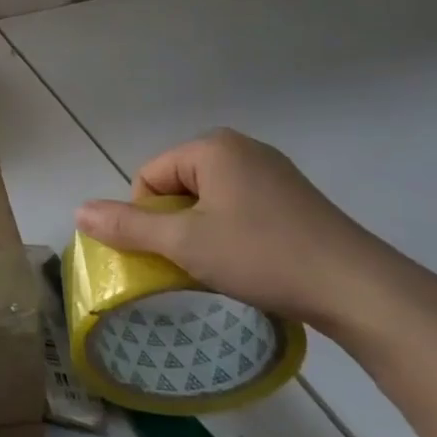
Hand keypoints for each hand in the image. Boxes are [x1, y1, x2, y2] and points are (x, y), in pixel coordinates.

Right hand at [74, 129, 409, 333]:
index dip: (149, 218)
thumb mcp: (185, 244)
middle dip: (177, 224)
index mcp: (212, 147)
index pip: (150, 176)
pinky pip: (241, 207)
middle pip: (178, 185)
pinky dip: (234, 233)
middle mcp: (241, 148)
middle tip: (198, 262)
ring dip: (204, 232)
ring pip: (210, 200)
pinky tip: (254, 261)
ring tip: (227, 266)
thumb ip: (128, 226)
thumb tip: (79, 211)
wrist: (358, 289)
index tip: (174, 253)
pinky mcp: (294, 198)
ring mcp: (272, 171)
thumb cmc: (262, 256)